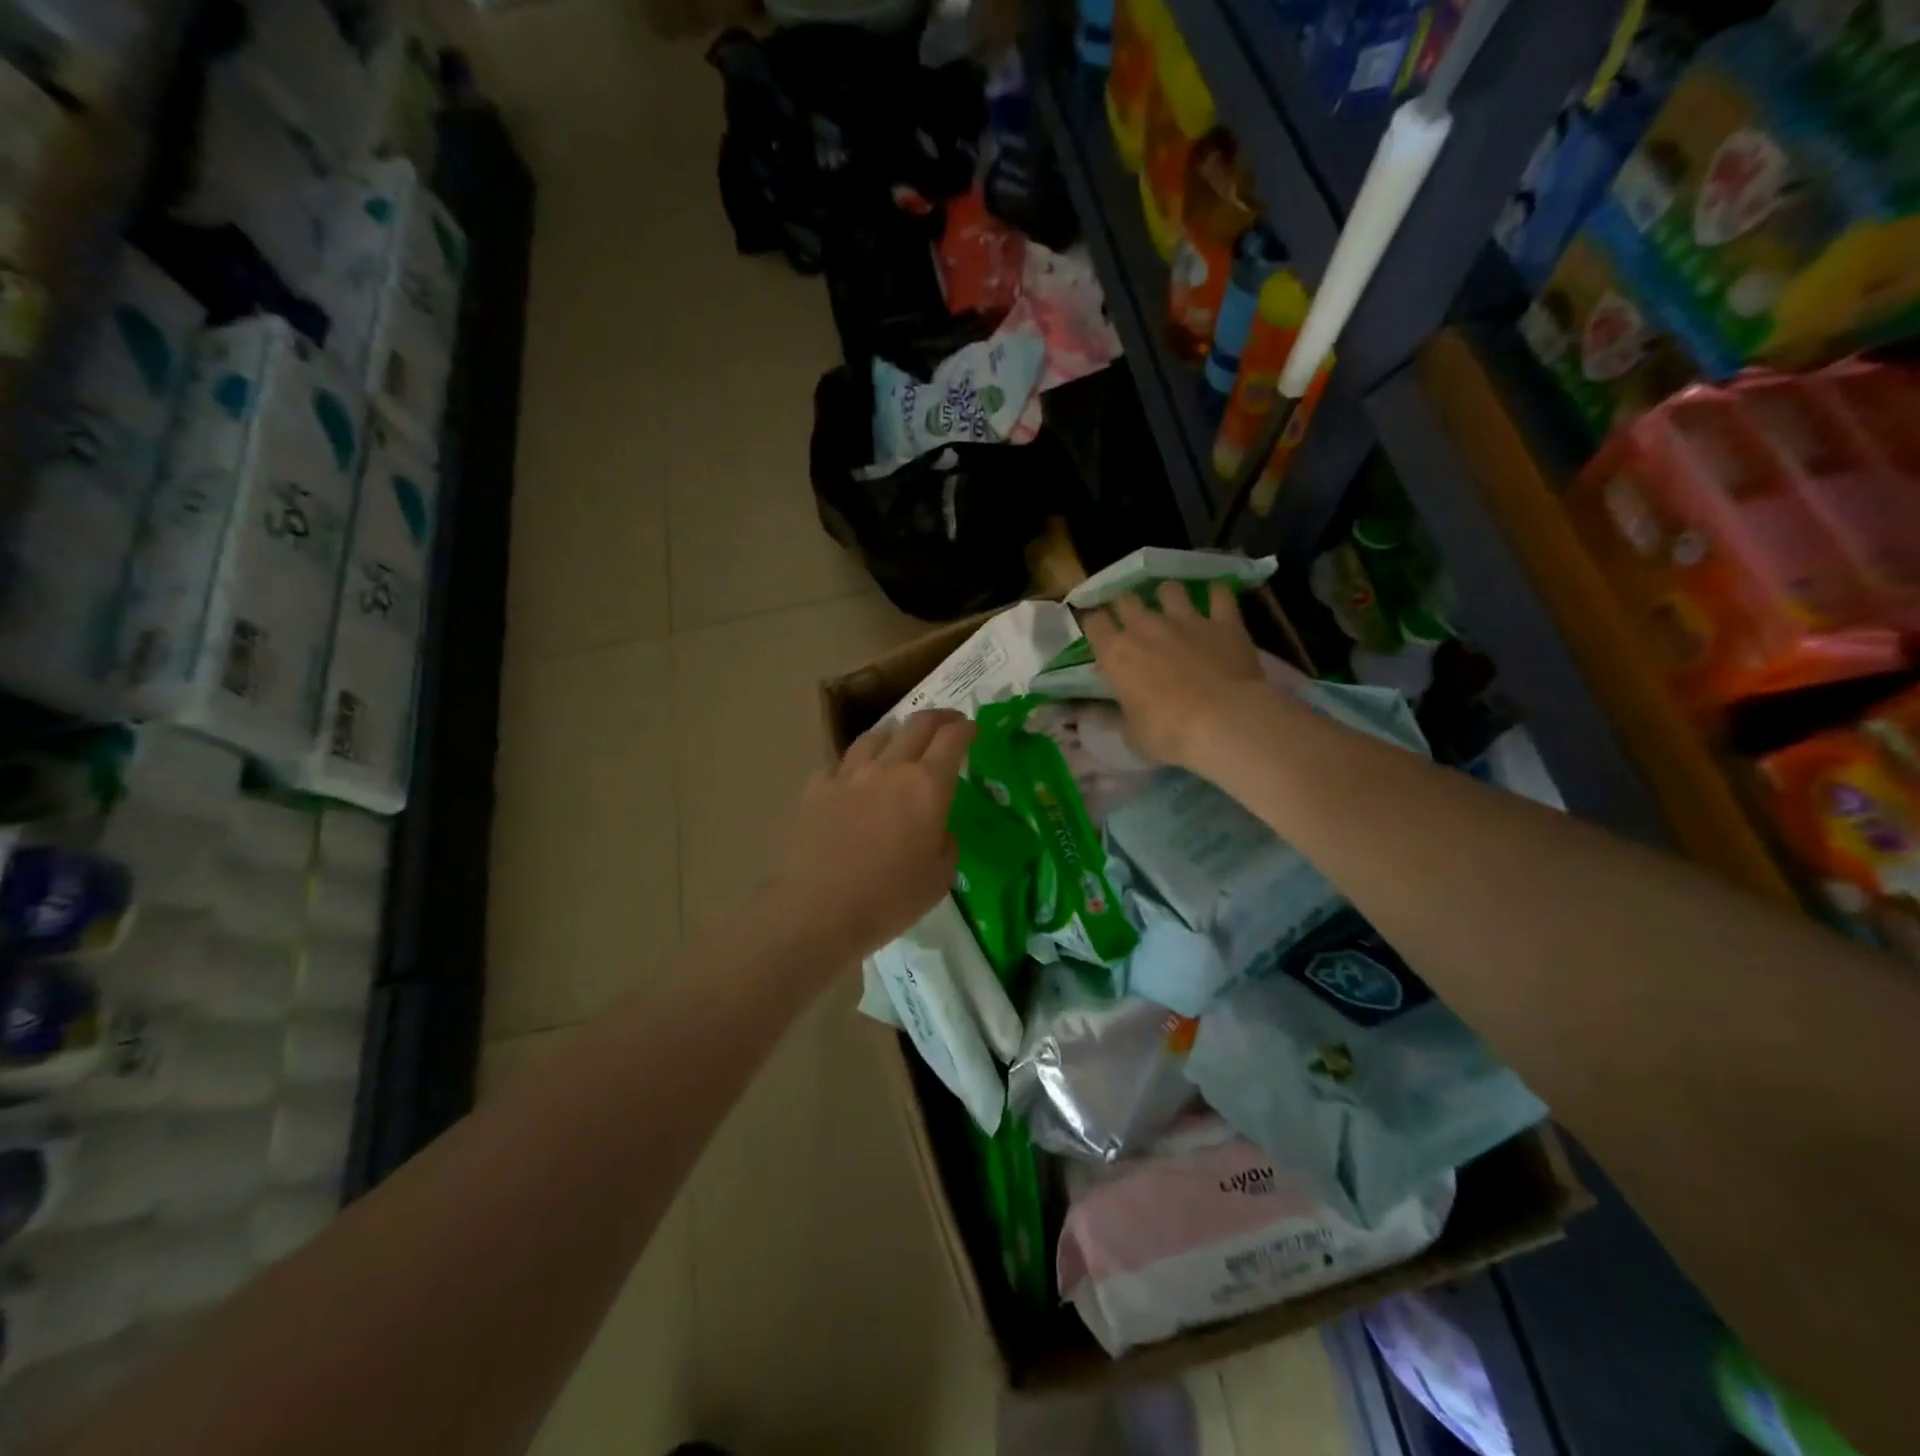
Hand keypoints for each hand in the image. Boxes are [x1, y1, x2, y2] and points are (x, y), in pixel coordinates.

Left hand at [768, 709, 974, 961]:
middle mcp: (889, 768)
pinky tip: (853, 778)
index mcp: (927, 786)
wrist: (818, 910)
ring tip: (899, 739)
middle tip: (947, 724)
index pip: (952, 739)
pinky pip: (839, 765)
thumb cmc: (889, 898)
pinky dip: (853, 765)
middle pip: (916, 724)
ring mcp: (848, 775)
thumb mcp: (940, 878)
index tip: (972, 728)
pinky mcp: (816, 789)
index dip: (965, 728)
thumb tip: (937, 828)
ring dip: (895, 732)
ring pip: (875, 735)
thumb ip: (946, 843)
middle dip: (937, 718)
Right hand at [1082, 580, 1268, 768]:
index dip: (1095, 625)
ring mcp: (1186, 619)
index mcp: (1116, 653)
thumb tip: (1118, 707)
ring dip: (1168, 596)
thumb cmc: (1167, 733)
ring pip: (1170, 589)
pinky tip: (1217, 598)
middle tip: (1131, 620)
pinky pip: (1220, 595)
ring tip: (1173, 607)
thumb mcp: (1131, 732)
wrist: (1223, 722)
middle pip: (1126, 599)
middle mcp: (1146, 627)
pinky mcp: (1224, 622)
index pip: (1094, 623)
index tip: (1098, 633)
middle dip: (1126, 606)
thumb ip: (1122, 711)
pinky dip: (1217, 595)